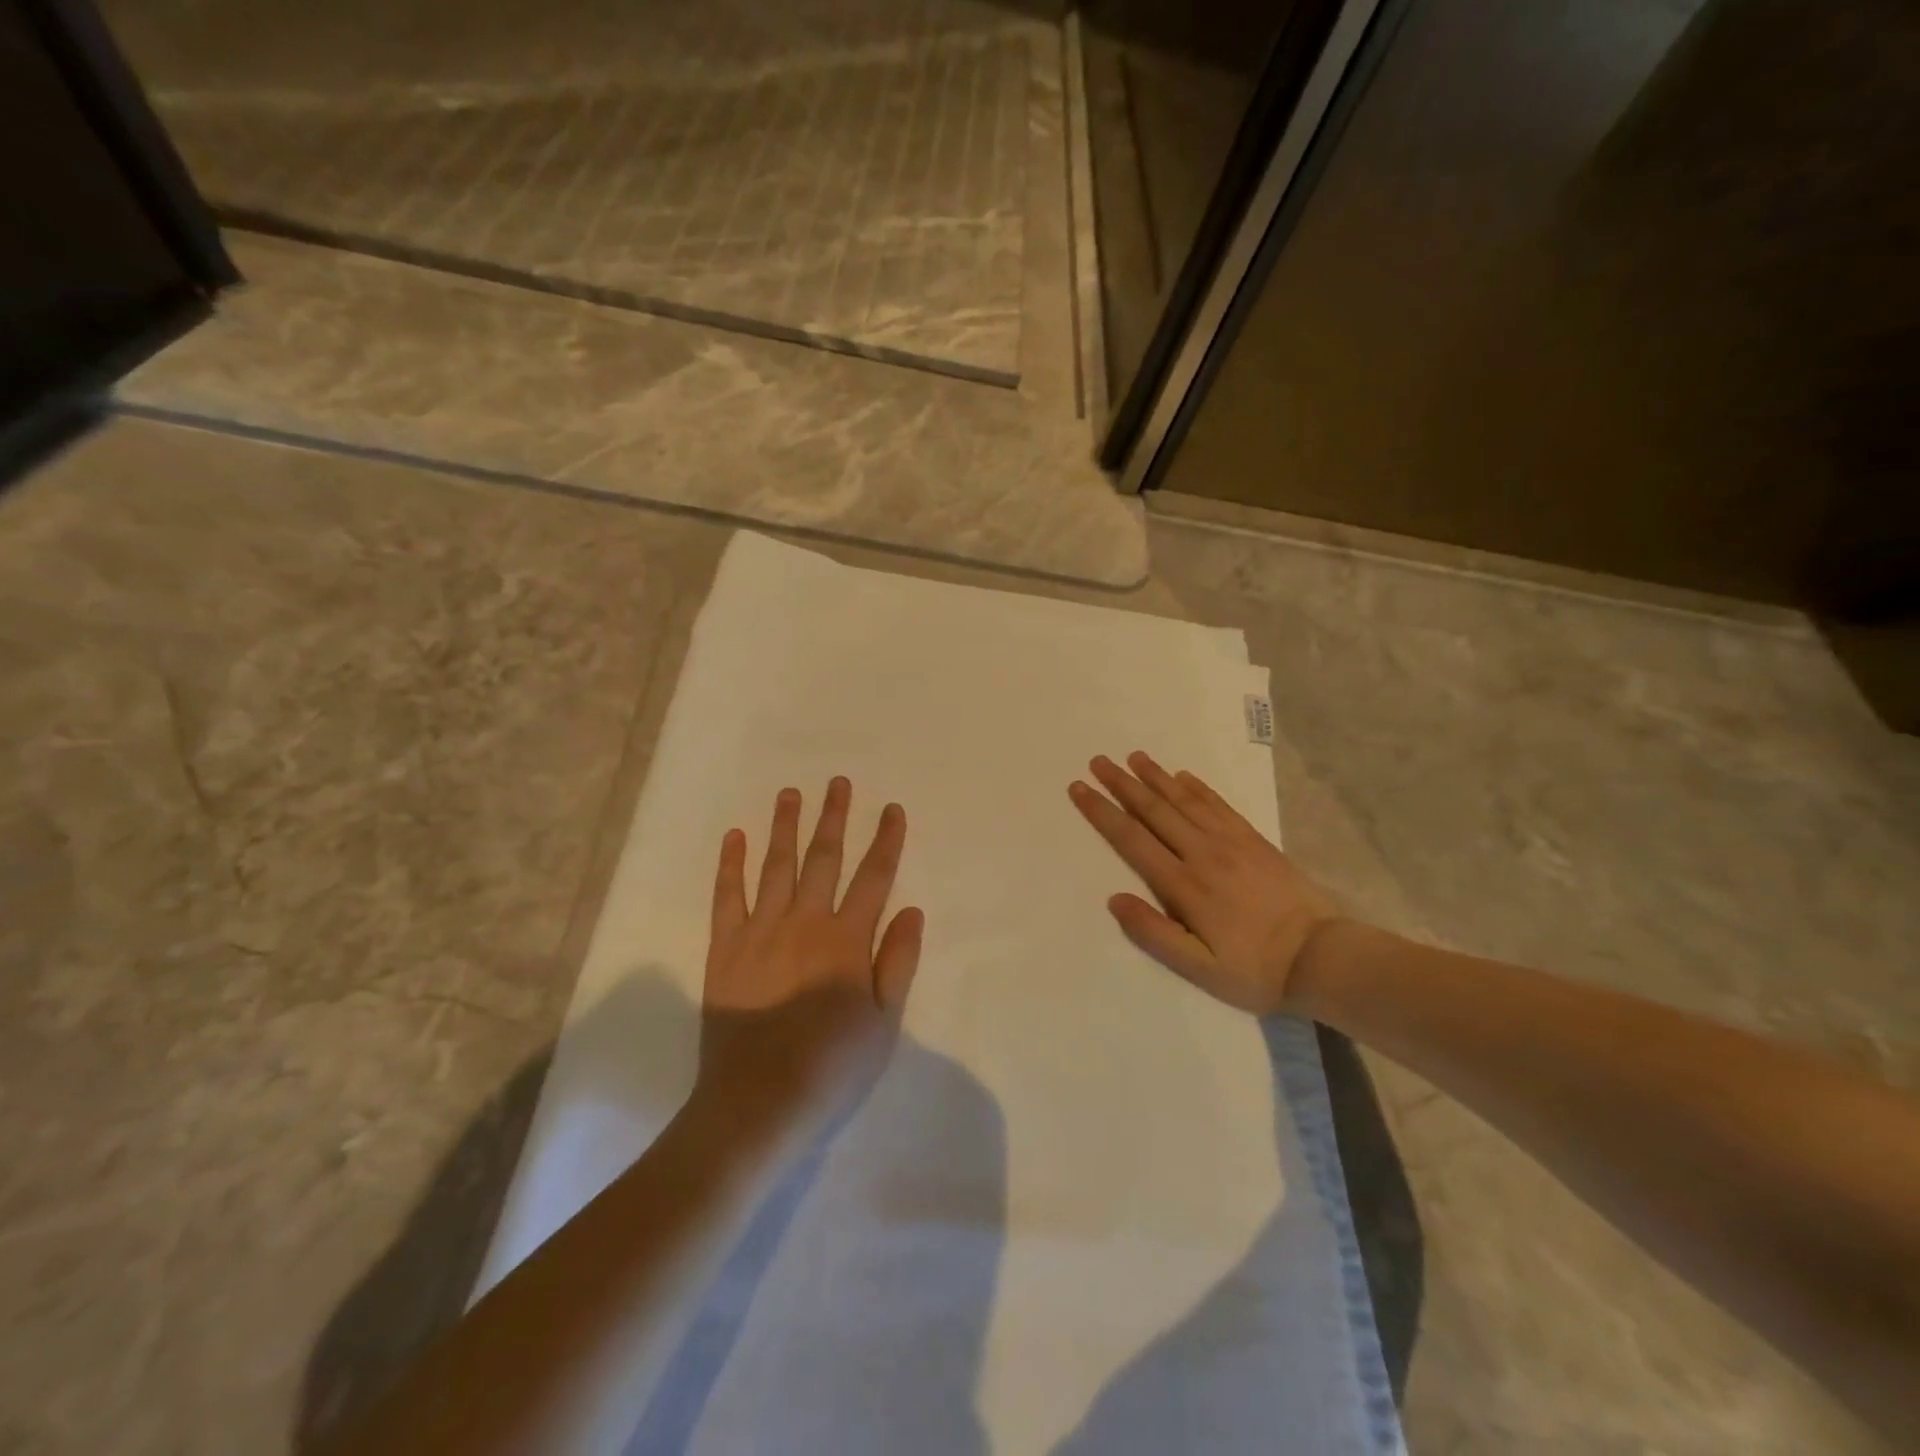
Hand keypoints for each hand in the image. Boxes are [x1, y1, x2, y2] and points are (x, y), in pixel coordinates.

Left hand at [697, 778, 923, 1139]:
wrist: (758, 1101)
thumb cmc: (832, 1066)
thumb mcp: (884, 1022)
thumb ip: (898, 962)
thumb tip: (912, 910)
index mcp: (847, 940)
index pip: (874, 878)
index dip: (885, 841)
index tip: (892, 809)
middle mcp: (805, 922)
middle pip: (823, 859)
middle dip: (834, 818)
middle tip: (838, 782)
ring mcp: (760, 931)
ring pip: (776, 866)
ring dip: (785, 827)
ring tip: (791, 793)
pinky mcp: (725, 948)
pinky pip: (727, 896)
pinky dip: (731, 864)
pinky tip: (735, 837)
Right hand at [1069, 752, 1339, 1014]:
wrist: (1322, 957)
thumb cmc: (1254, 969)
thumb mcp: (1199, 968)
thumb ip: (1154, 933)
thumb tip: (1114, 899)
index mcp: (1183, 885)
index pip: (1132, 839)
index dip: (1102, 812)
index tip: (1080, 789)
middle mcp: (1202, 853)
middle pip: (1154, 810)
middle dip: (1122, 784)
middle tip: (1098, 760)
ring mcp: (1231, 842)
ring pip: (1184, 801)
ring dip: (1156, 777)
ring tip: (1134, 757)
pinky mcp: (1254, 840)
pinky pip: (1218, 805)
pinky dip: (1197, 787)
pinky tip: (1183, 775)